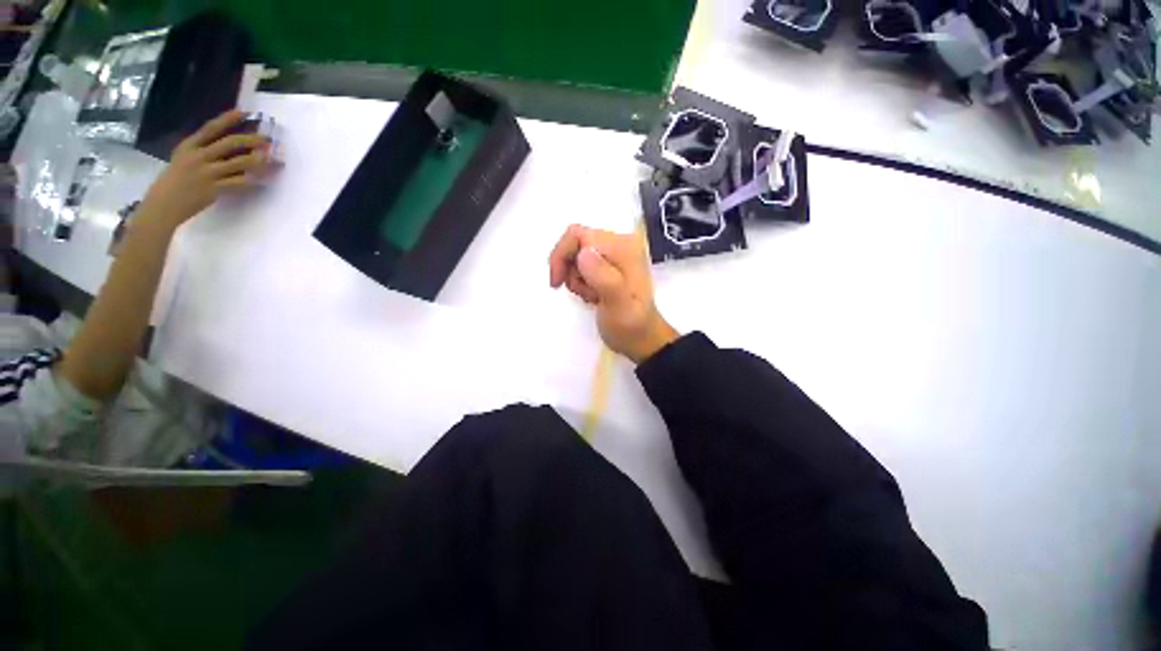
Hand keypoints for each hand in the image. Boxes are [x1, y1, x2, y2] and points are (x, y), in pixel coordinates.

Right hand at [137, 110, 271, 228]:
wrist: (163, 205)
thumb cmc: (174, 182)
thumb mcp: (183, 159)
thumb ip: (202, 151)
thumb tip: (228, 146)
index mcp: (188, 146)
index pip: (211, 128)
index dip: (228, 119)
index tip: (245, 112)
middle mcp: (198, 156)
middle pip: (229, 143)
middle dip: (251, 140)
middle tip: (267, 139)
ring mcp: (207, 173)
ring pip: (240, 163)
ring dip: (258, 160)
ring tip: (272, 159)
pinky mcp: (215, 189)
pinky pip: (241, 183)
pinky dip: (254, 181)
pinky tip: (265, 179)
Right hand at [549, 225, 677, 363]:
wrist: (642, 340)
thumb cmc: (630, 326)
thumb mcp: (618, 306)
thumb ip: (604, 279)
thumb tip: (583, 253)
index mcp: (623, 248)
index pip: (579, 236)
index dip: (562, 257)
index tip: (557, 283)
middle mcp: (620, 243)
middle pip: (576, 242)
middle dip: (570, 269)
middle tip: (581, 293)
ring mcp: (616, 253)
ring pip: (577, 254)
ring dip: (576, 277)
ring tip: (592, 297)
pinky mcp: (610, 264)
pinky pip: (583, 263)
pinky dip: (581, 280)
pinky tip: (593, 296)